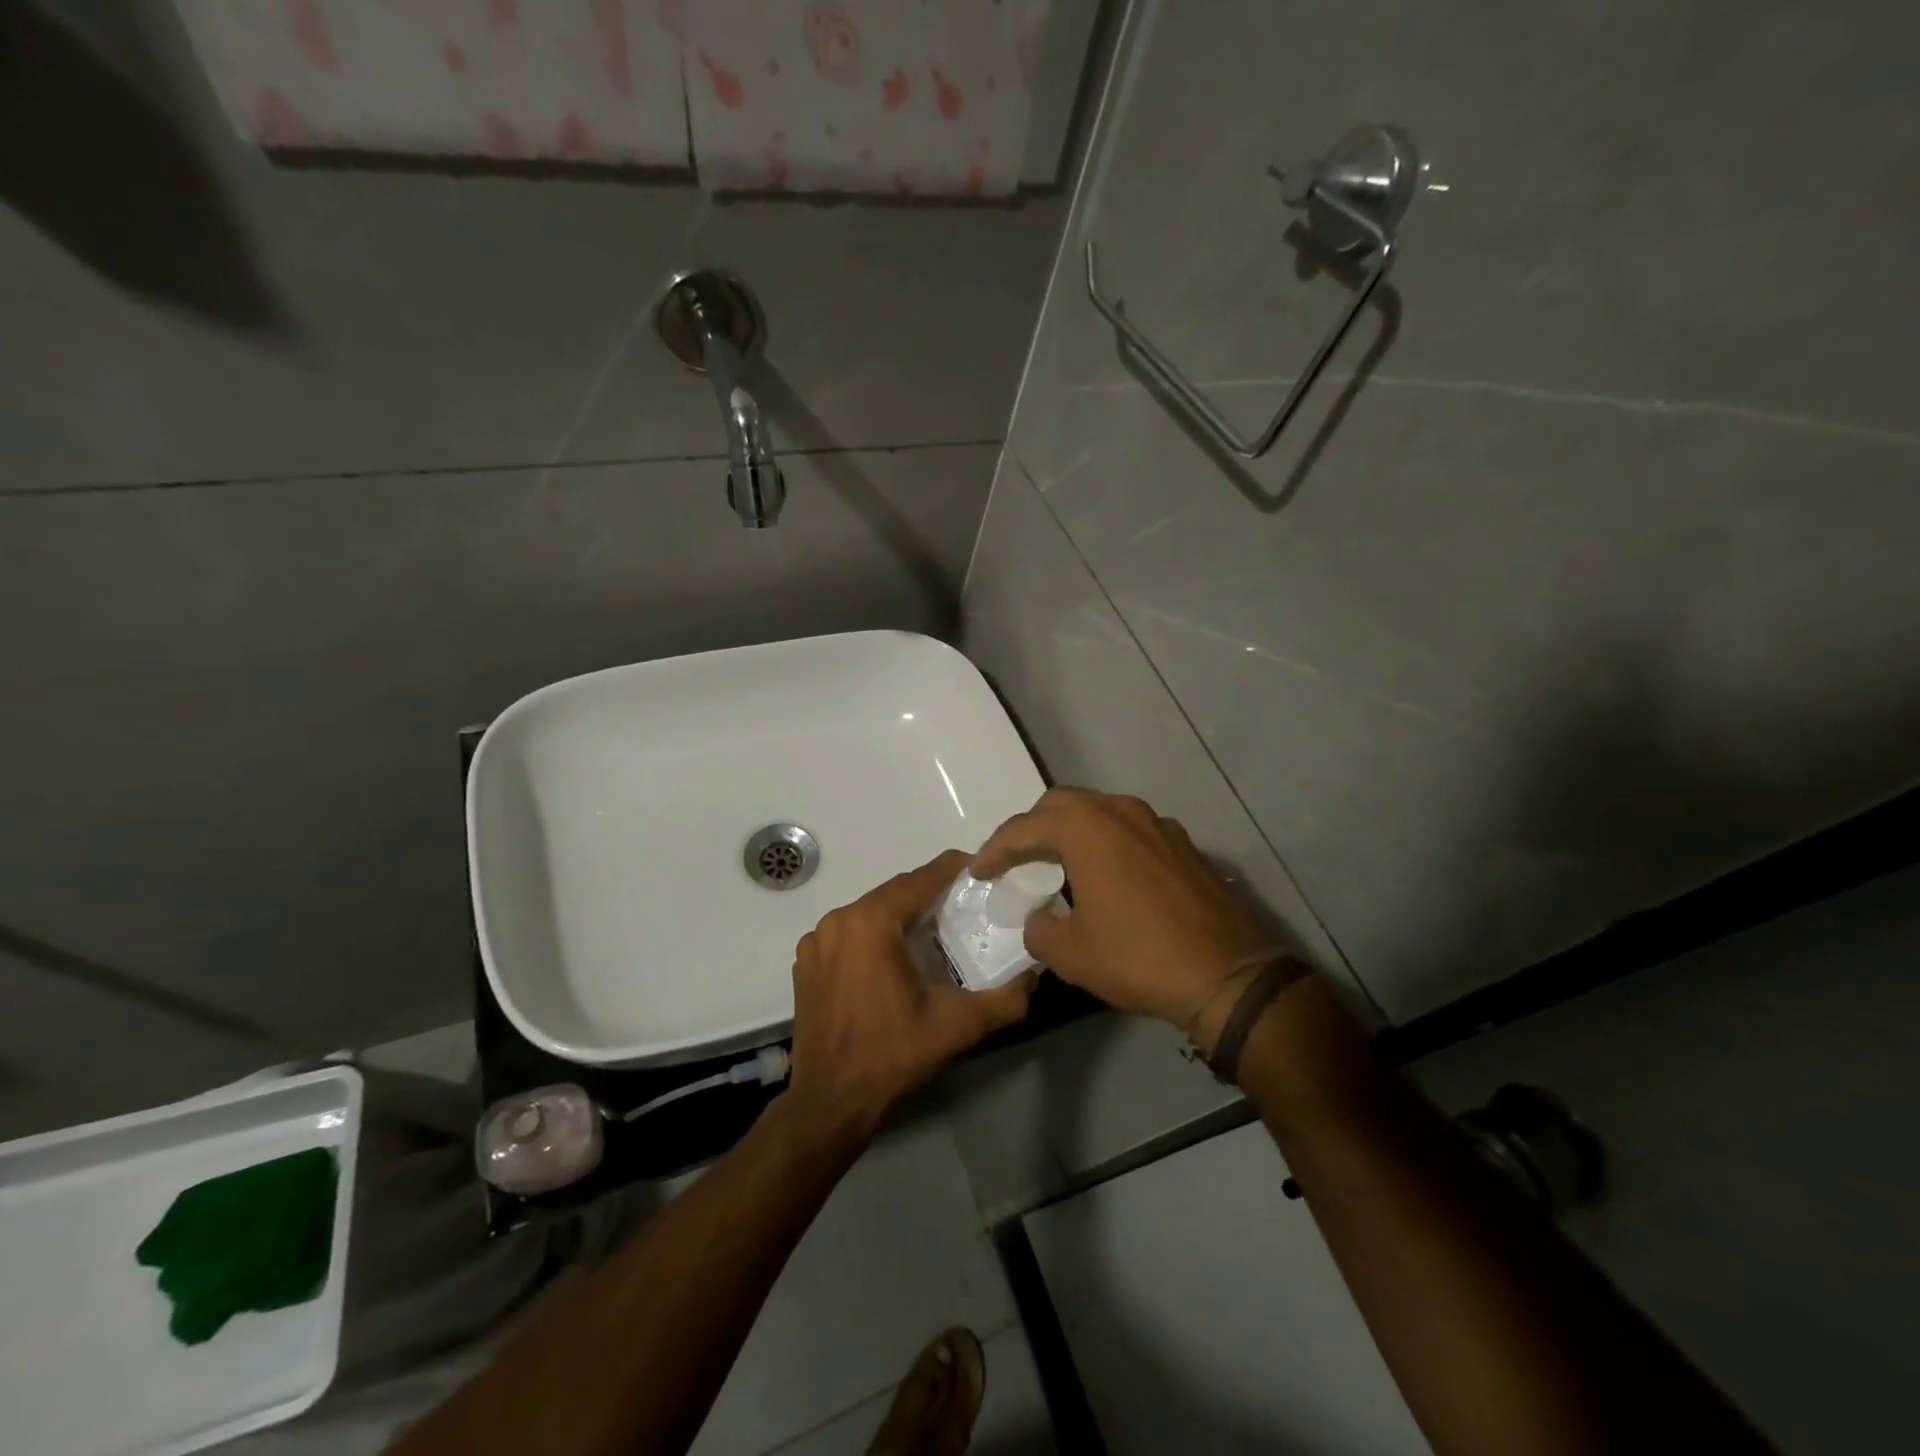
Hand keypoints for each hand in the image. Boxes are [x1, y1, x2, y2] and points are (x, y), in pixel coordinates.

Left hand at [784, 849, 1034, 1145]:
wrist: (830, 1104)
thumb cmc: (893, 1055)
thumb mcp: (958, 1025)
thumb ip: (1005, 999)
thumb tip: (1035, 977)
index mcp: (871, 922)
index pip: (920, 879)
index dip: (953, 869)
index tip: (981, 868)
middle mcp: (838, 920)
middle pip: (893, 893)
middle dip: (929, 893)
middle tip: (964, 903)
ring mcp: (816, 942)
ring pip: (869, 913)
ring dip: (900, 915)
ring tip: (934, 929)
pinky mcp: (805, 964)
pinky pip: (848, 934)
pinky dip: (873, 936)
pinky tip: (893, 958)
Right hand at [971, 788, 1272, 1026]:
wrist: (1228, 974)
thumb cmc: (1139, 958)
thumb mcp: (1071, 954)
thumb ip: (1039, 928)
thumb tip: (1040, 918)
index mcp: (1085, 828)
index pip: (1023, 829)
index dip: (994, 851)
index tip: (977, 871)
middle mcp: (1119, 810)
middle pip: (1060, 804)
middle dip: (1031, 829)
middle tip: (1015, 861)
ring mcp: (1156, 822)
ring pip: (1098, 811)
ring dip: (1070, 831)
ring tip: (1058, 864)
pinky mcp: (1181, 842)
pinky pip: (1129, 828)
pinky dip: (1106, 841)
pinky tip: (1107, 875)